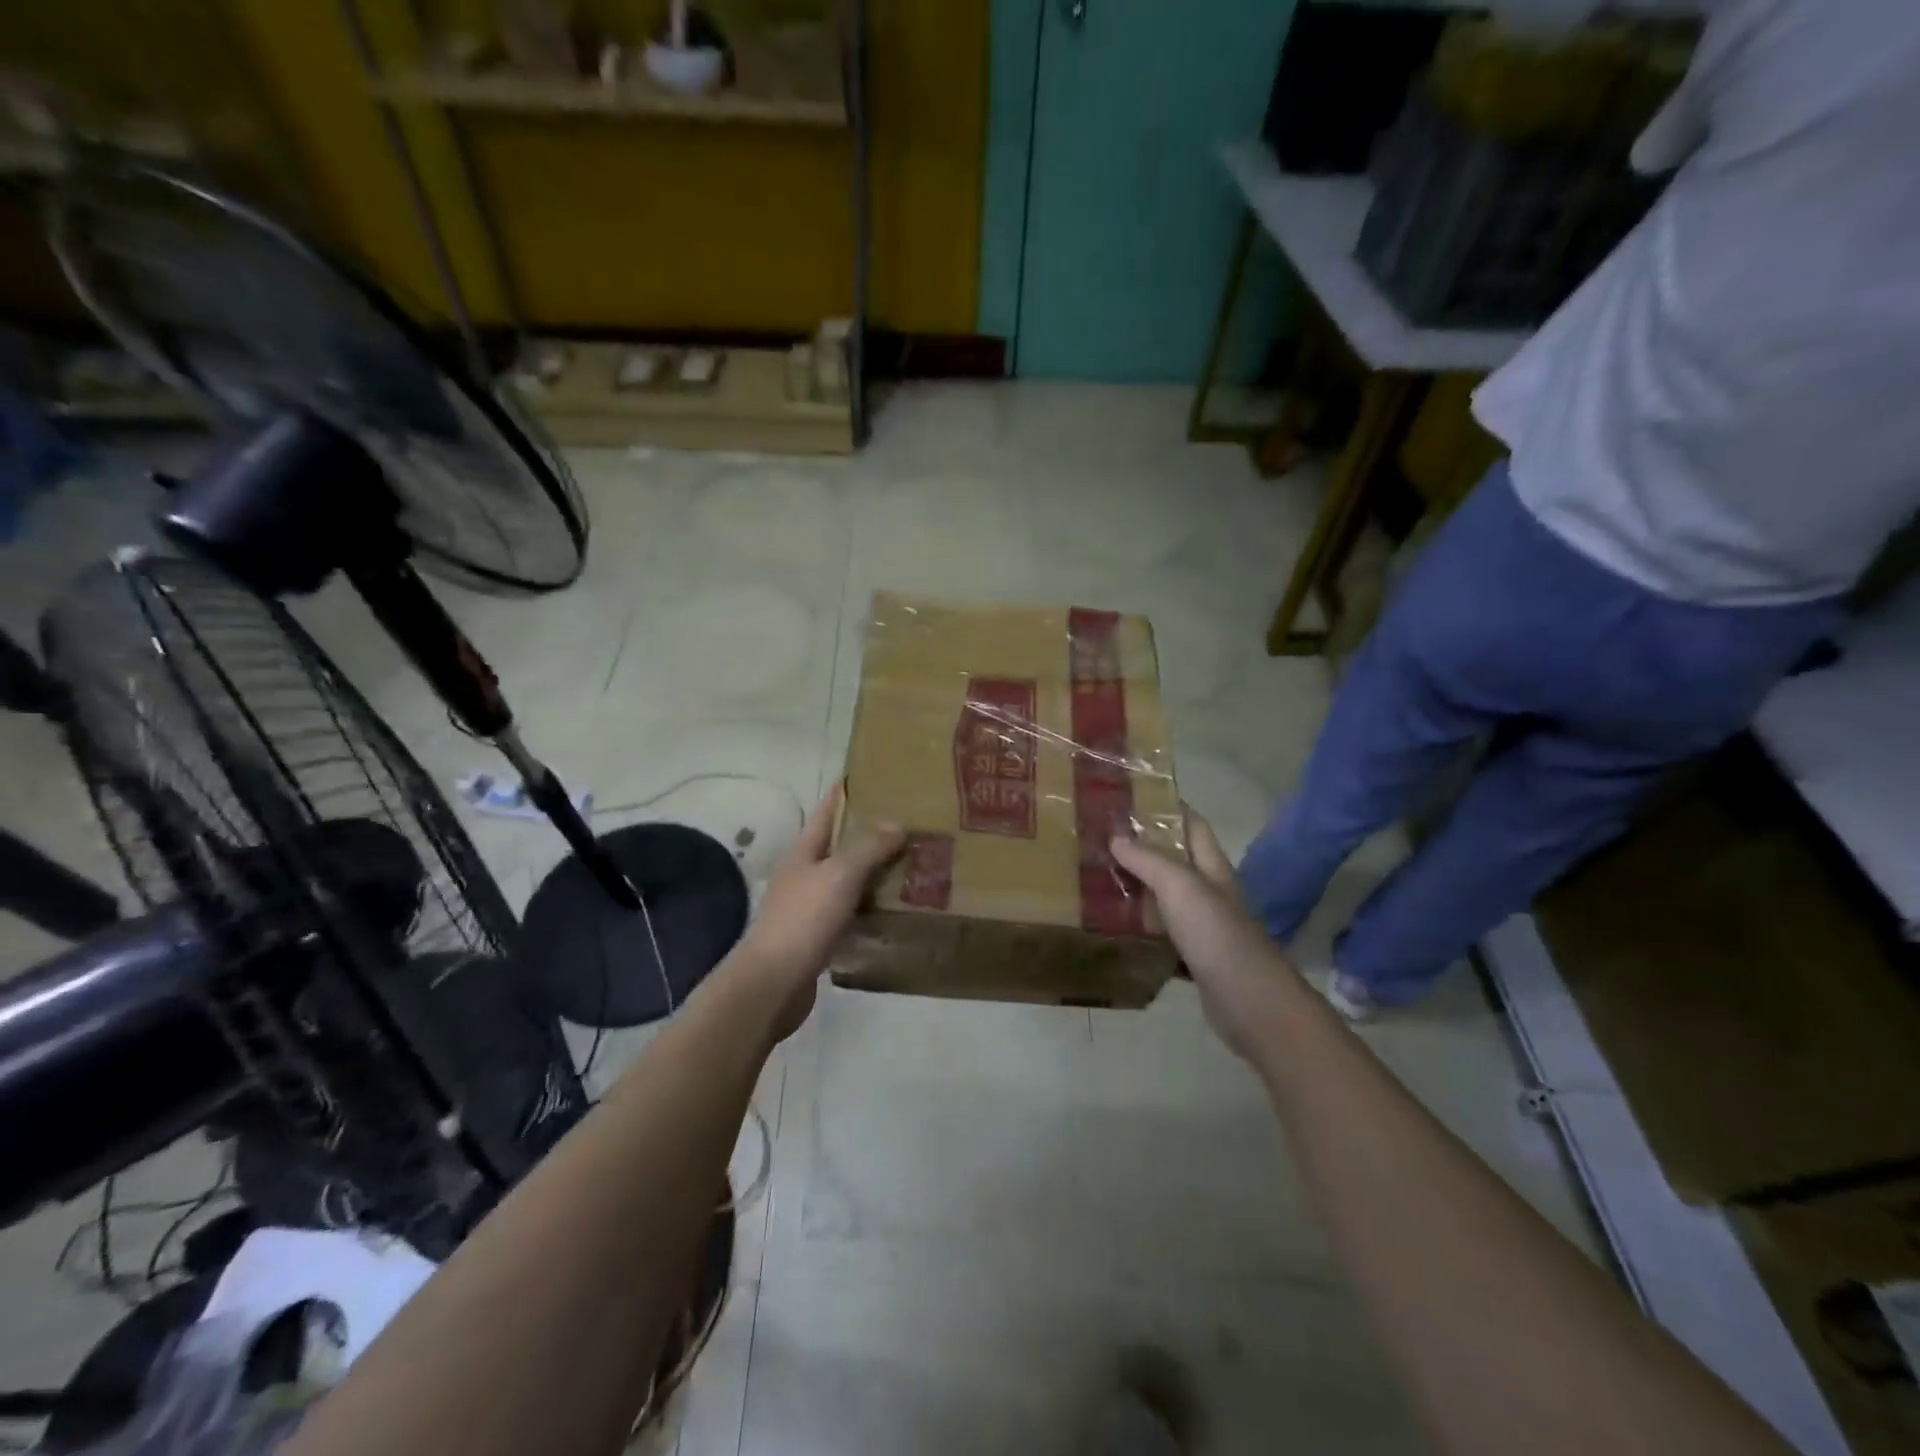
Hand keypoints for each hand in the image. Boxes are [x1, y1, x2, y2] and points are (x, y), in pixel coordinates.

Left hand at [733, 785, 904, 1037]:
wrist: (772, 986)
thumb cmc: (803, 921)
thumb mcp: (838, 875)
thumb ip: (867, 847)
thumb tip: (897, 822)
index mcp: (805, 851)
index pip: (828, 810)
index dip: (849, 792)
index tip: (879, 776)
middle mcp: (806, 874)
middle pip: (841, 845)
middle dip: (872, 833)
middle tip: (913, 824)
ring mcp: (811, 907)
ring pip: (850, 880)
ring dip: (877, 872)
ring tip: (915, 863)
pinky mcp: (820, 937)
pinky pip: (853, 912)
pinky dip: (873, 907)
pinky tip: (897, 909)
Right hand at [1110, 811, 1302, 1062]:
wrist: (1250, 1002)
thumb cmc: (1216, 934)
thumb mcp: (1180, 887)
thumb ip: (1148, 860)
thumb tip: (1116, 836)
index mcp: (1212, 868)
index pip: (1193, 825)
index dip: (1169, 808)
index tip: (1132, 797)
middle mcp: (1210, 892)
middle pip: (1176, 860)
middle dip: (1144, 847)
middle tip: (1102, 838)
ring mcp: (1204, 927)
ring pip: (1167, 898)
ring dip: (1139, 887)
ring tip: (1099, 876)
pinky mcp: (1195, 958)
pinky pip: (1163, 934)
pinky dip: (1142, 928)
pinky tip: (1116, 927)